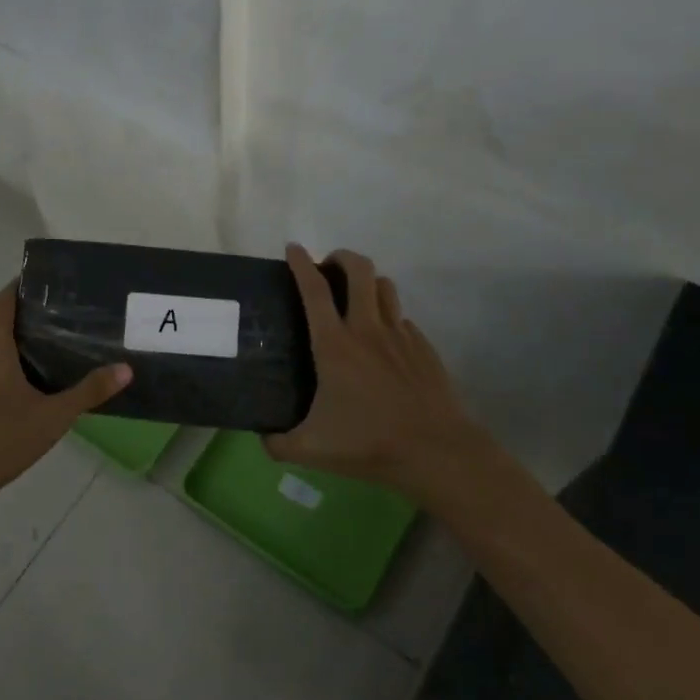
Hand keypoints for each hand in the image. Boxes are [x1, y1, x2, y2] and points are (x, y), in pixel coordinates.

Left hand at [0, 281, 131, 514]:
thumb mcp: (53, 417)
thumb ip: (89, 391)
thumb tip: (126, 369)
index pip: (3, 300)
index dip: (22, 285)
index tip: (50, 281)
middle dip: (19, 306)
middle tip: (56, 307)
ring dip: (7, 329)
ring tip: (44, 334)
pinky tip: (22, 372)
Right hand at [265, 245, 491, 509]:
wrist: (437, 451)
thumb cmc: (369, 443)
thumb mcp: (312, 449)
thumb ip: (278, 443)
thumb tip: (262, 437)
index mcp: (335, 345)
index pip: (315, 290)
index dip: (301, 264)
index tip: (293, 248)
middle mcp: (367, 329)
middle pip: (359, 270)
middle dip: (340, 257)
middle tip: (327, 266)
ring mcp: (400, 336)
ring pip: (385, 287)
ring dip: (367, 281)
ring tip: (355, 296)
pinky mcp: (424, 348)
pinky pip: (402, 318)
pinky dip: (388, 317)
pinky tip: (382, 342)